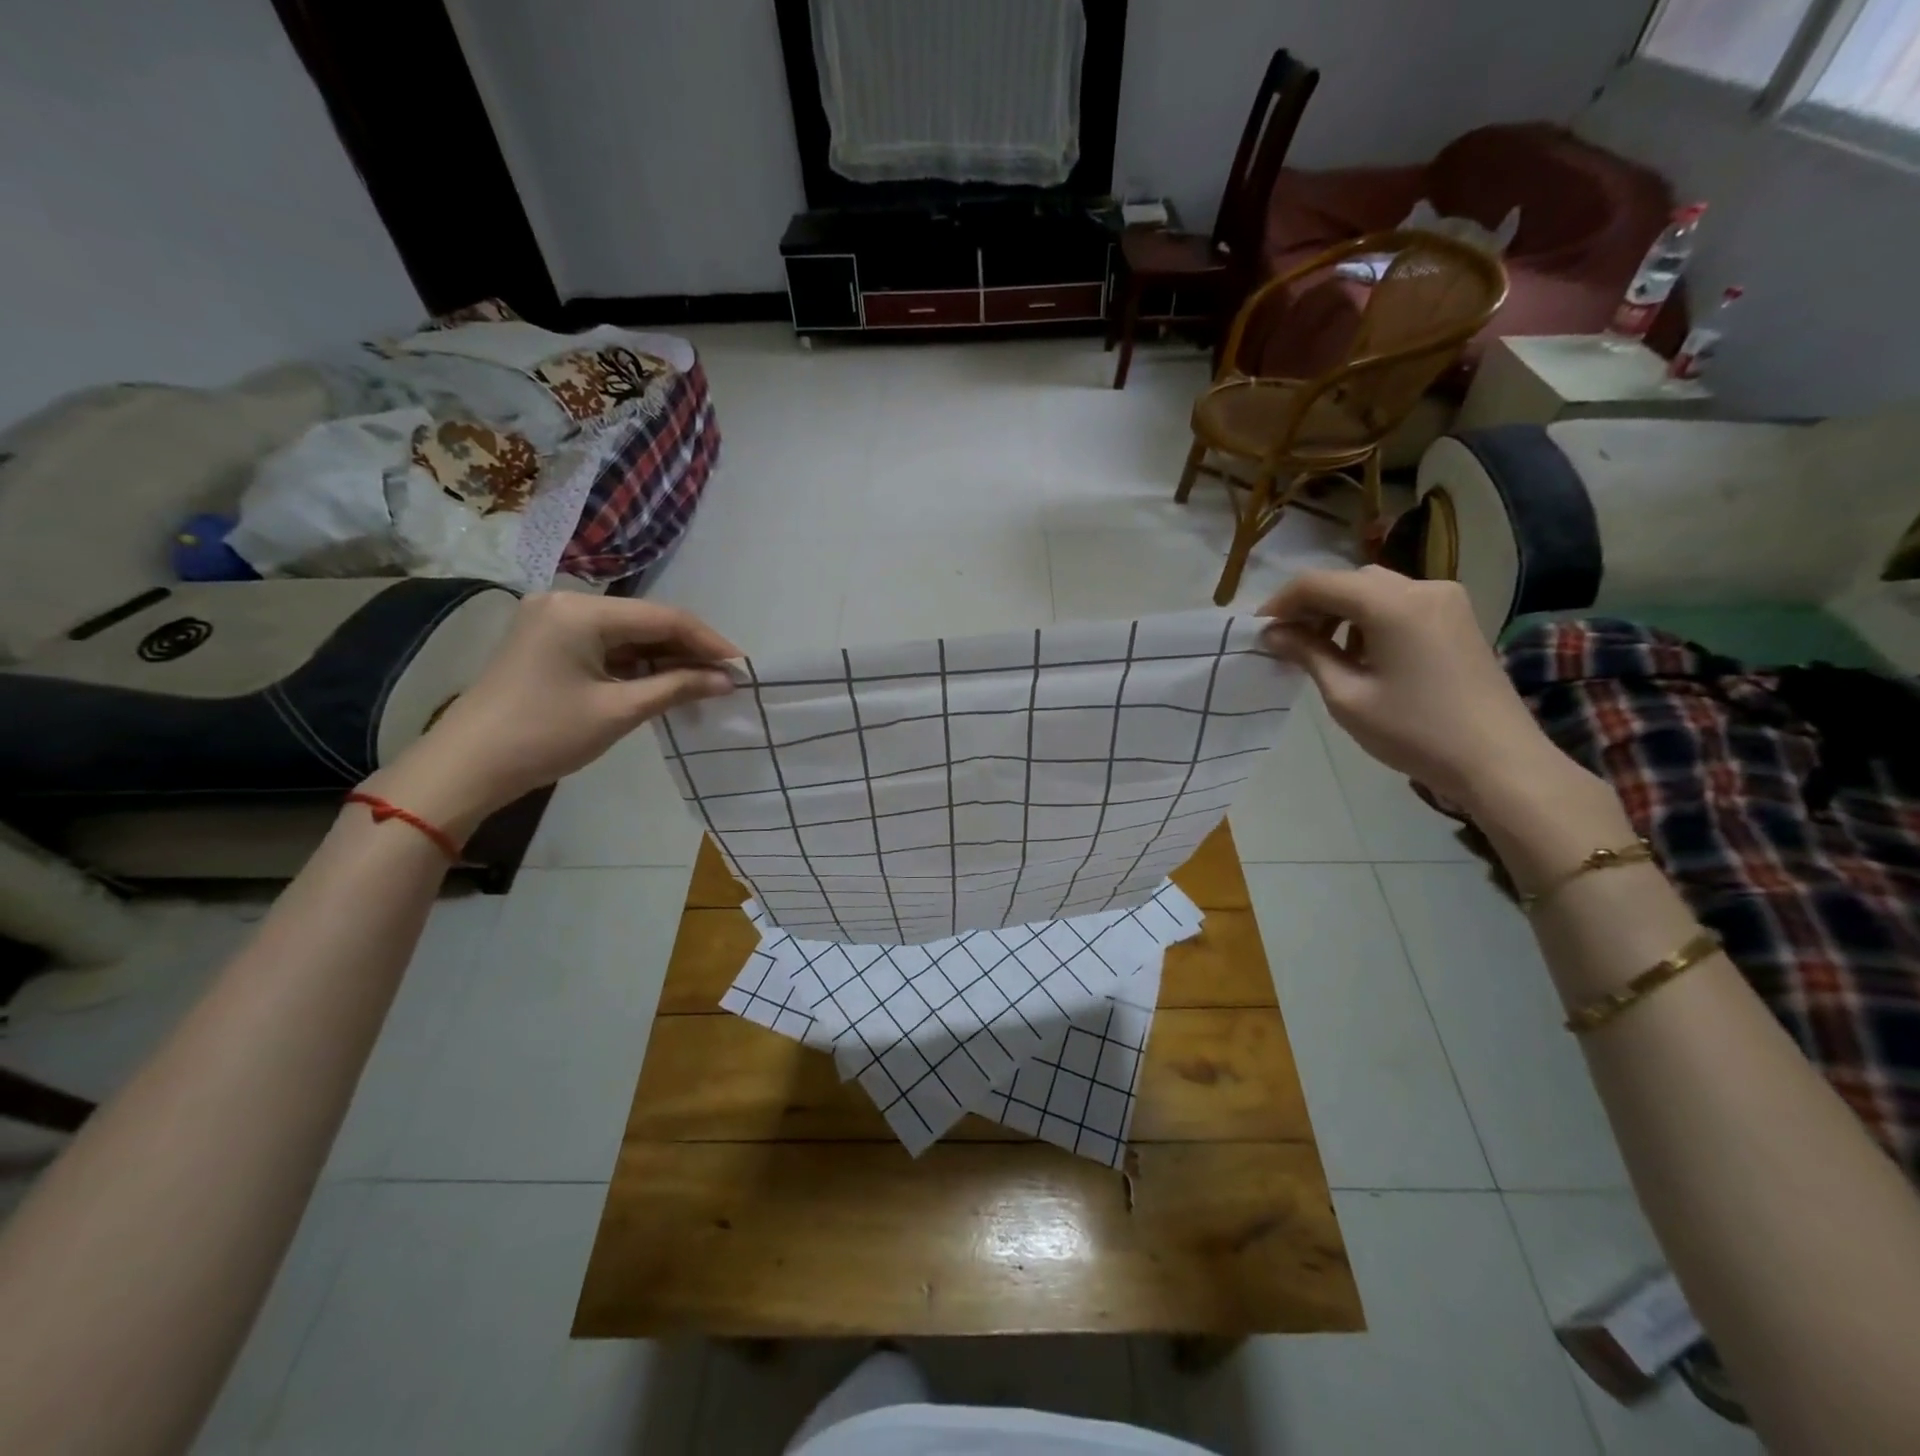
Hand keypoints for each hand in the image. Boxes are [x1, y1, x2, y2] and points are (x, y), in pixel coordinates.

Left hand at [363, 593, 736, 833]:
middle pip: (645, 621)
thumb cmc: (545, 735)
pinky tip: (664, 682)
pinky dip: (636, 664)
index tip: (743, 666)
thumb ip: (677, 687)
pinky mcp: (547, 641)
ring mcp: (553, 620)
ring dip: (664, 658)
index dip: (708, 641)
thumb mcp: (618, 711)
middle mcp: (566, 602)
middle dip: (688, 650)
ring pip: (627, 634)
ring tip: (703, 683)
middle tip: (726, 678)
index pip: (662, 617)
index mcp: (580, 610)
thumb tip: (727, 680)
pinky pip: (605, 645)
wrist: (467, 766)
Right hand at [1258, 566, 1561, 812]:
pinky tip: (1359, 653)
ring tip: (1319, 650)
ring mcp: (1446, 601)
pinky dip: (1369, 618)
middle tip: (1286, 641)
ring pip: (1374, 590)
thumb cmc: (1415, 731)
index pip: (1319, 582)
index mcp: (1393, 604)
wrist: (1498, 760)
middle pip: (1349, 581)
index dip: (1281, 602)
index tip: (1259, 630)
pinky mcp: (1457, 618)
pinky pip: (1400, 603)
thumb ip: (1308, 654)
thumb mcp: (1348, 696)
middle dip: (1311, 605)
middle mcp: (1422, 588)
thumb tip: (1273, 633)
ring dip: (1340, 612)